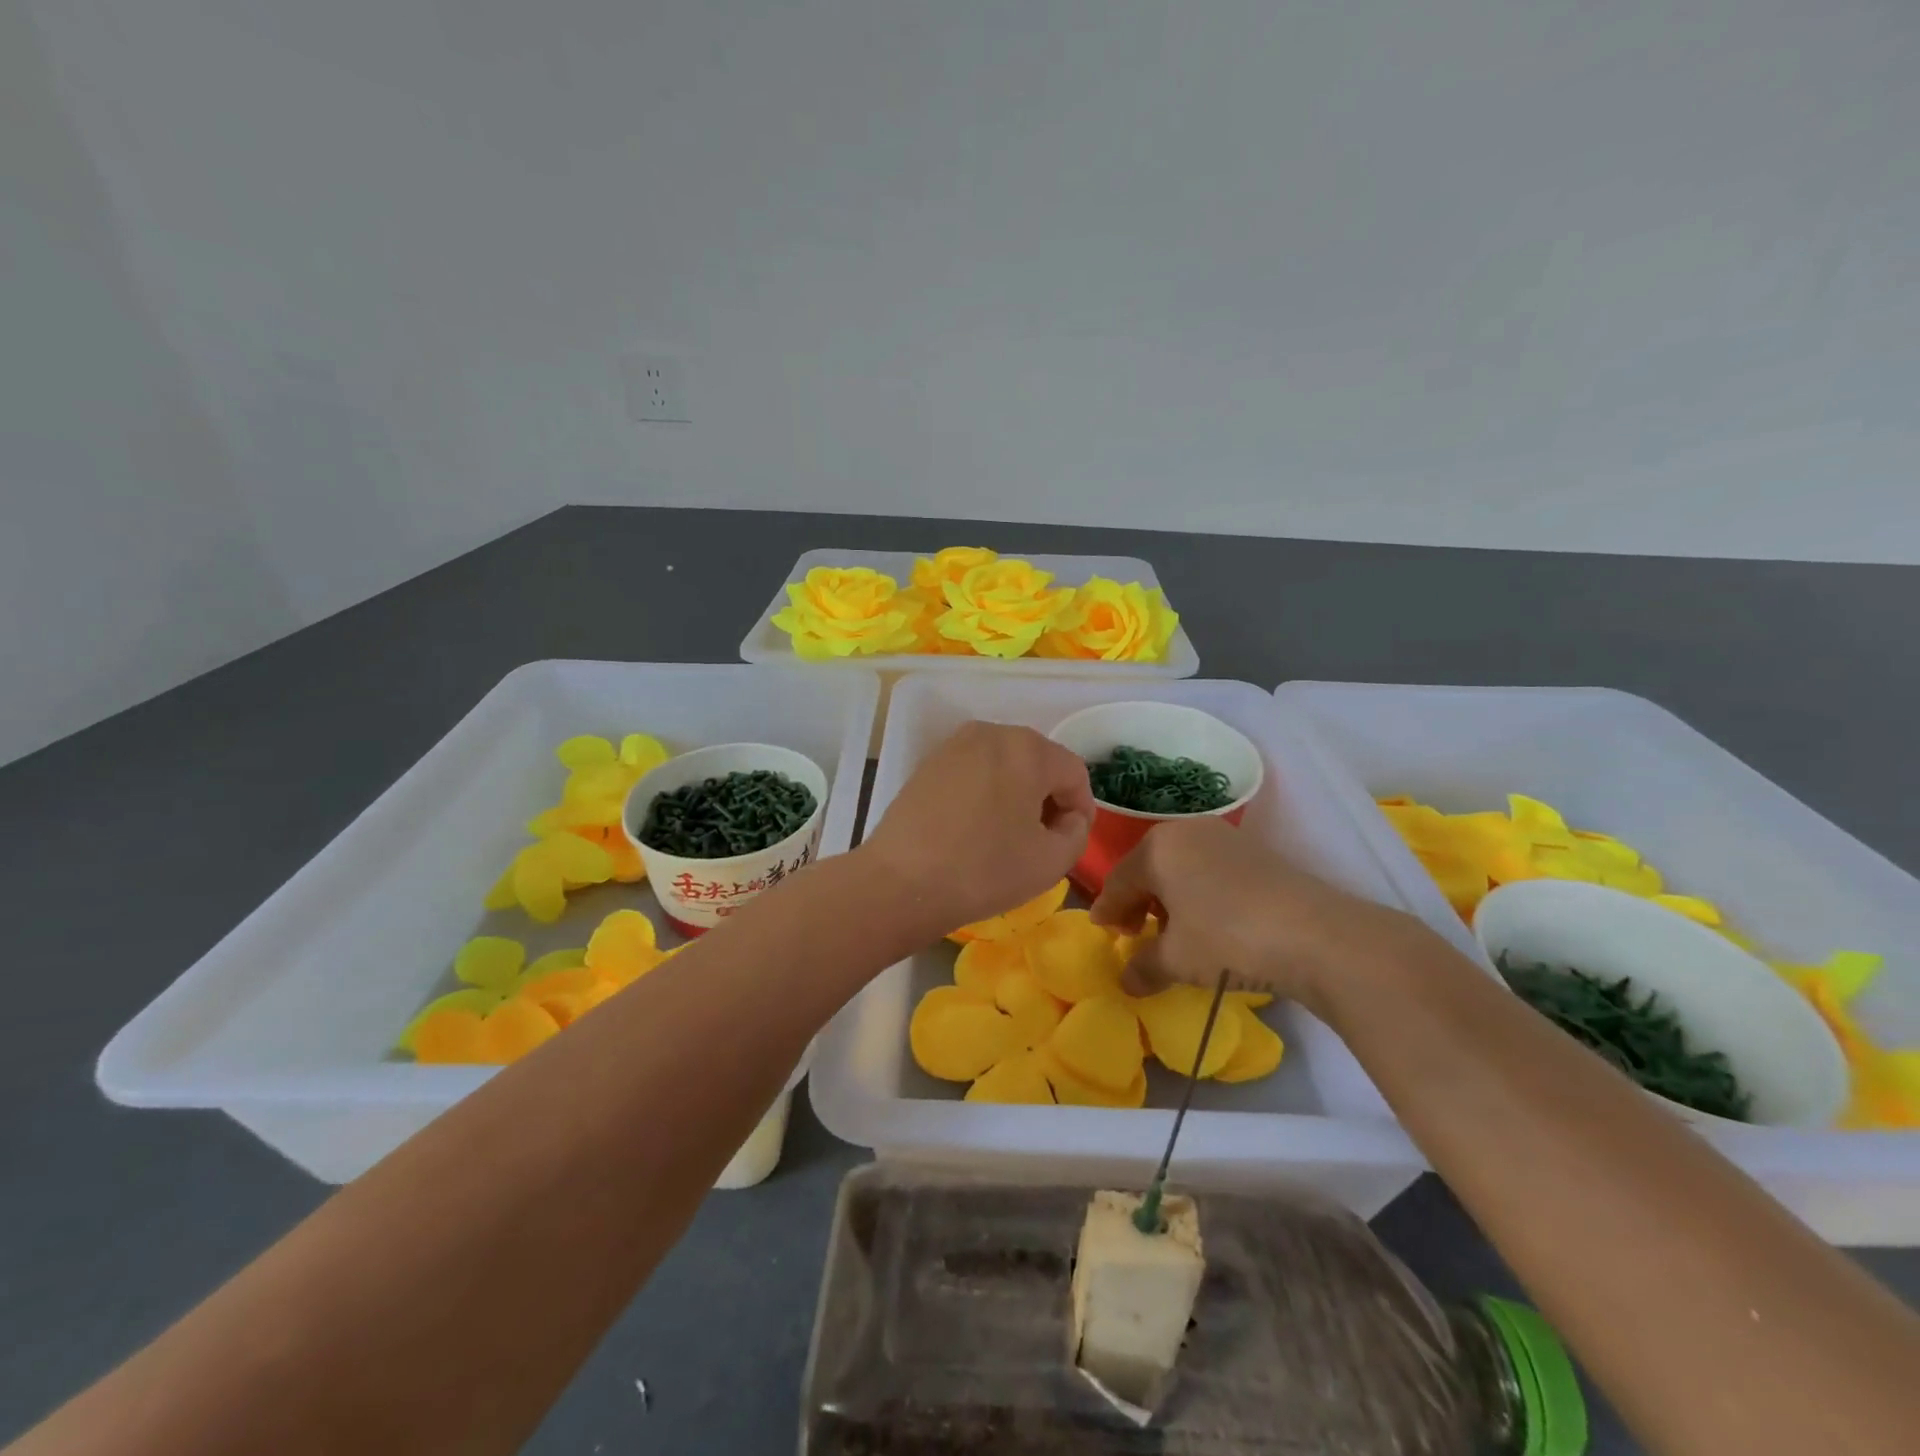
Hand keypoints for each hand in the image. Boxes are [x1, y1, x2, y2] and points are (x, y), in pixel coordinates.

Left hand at [861, 721, 1094, 938]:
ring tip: (1007, 837)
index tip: (1070, 842)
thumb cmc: (984, 869)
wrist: (901, 882)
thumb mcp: (1052, 861)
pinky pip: (973, 772)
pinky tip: (974, 830)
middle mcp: (992, 733)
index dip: (1081, 809)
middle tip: (1042, 841)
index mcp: (1028, 748)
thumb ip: (1077, 831)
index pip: (1073, 773)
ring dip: (1015, 795)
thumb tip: (1067, 818)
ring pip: (1004, 766)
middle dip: (1047, 799)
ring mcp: (954, 745)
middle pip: (1038, 763)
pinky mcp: (928, 763)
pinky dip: (984, 794)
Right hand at [1090, 816, 1415, 1010]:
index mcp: (1157, 848)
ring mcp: (1224, 837)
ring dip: (1168, 898)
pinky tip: (1208, 923)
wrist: (1317, 935)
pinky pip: (1209, 869)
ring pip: (1180, 867)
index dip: (1107, 910)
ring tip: (1171, 932)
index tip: (1102, 932)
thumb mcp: (1177, 959)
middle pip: (1148, 868)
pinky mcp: (1255, 852)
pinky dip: (1198, 893)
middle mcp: (1186, 831)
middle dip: (1136, 901)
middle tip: (1132, 932)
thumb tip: (1126, 981)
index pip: (1119, 880)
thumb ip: (1144, 967)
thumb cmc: (1228, 939)